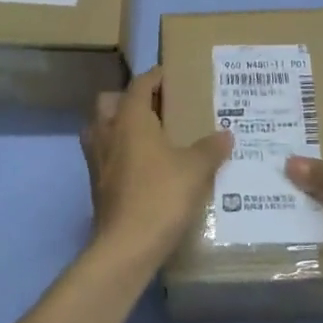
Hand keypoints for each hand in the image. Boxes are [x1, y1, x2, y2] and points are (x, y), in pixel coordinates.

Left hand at [81, 68, 232, 267]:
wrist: (127, 246)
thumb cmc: (161, 196)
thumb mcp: (196, 169)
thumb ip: (211, 148)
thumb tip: (226, 134)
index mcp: (130, 119)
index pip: (139, 85)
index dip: (155, 76)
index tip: (170, 76)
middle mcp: (108, 133)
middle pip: (109, 102)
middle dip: (128, 98)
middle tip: (155, 106)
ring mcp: (97, 160)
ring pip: (100, 129)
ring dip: (118, 125)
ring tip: (146, 134)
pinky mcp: (96, 185)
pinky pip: (104, 155)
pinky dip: (119, 152)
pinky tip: (143, 166)